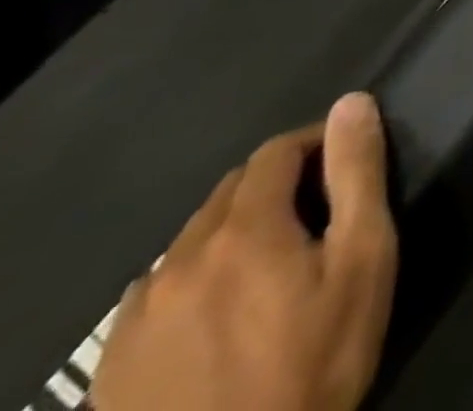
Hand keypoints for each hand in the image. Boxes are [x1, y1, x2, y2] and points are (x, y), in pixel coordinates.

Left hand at [91, 93, 398, 410]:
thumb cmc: (313, 363)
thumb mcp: (363, 260)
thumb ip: (357, 174)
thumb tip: (350, 103)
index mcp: (242, 230)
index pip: (275, 152)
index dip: (314, 143)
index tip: (343, 162)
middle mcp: (179, 261)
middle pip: (230, 192)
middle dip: (275, 187)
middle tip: (314, 217)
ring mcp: (135, 319)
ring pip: (190, 242)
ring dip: (232, 233)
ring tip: (267, 267)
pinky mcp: (109, 370)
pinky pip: (154, 294)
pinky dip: (192, 281)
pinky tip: (214, 315)